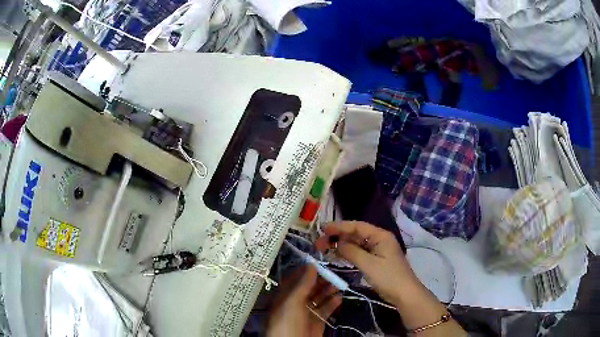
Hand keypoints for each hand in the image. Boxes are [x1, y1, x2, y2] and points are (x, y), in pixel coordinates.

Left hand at [266, 265, 341, 336]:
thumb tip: (311, 264)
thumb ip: (302, 284)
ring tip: (339, 283)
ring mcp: (307, 312)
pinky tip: (340, 298)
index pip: (296, 279)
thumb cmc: (288, 322)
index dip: (307, 271)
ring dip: (329, 290)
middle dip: (321, 280)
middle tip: (334, 273)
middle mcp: (295, 302)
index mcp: (285, 296)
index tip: (320, 262)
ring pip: (319, 297)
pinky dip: (333, 303)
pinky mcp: (317, 321)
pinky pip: (326, 309)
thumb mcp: (292, 301)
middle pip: (309, 287)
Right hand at [315, 221, 419, 306]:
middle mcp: (379, 239)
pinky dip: (348, 253)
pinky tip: (337, 255)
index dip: (339, 226)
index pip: (357, 226)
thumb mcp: (368, 264)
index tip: (322, 229)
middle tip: (320, 242)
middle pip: (356, 234)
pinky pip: (360, 252)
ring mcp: (378, 250)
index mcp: (380, 236)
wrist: (404, 294)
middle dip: (338, 237)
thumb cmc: (388, 277)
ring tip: (324, 248)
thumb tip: (337, 243)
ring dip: (341, 245)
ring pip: (357, 244)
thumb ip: (351, 251)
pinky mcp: (377, 260)